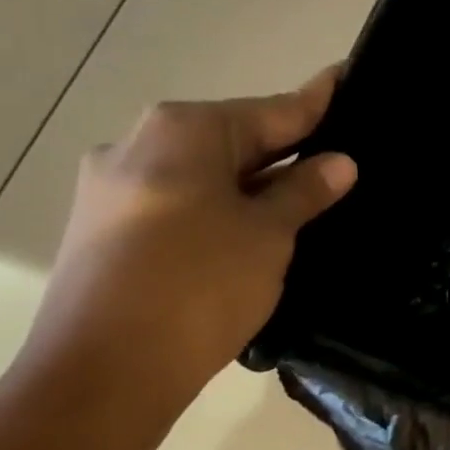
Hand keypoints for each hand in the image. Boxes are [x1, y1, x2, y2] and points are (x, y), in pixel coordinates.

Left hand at [19, 67, 355, 409]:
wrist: (104, 371)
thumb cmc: (201, 286)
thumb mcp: (269, 234)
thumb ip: (304, 191)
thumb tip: (340, 163)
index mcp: (183, 130)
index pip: (272, 110)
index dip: (317, 101)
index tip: (346, 78)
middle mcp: (138, 144)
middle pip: (233, 140)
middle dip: (285, 150)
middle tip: (338, 158)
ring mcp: (112, 188)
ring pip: (204, 174)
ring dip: (252, 185)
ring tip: (303, 200)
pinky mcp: (103, 230)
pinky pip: (178, 204)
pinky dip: (218, 210)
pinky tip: (249, 233)